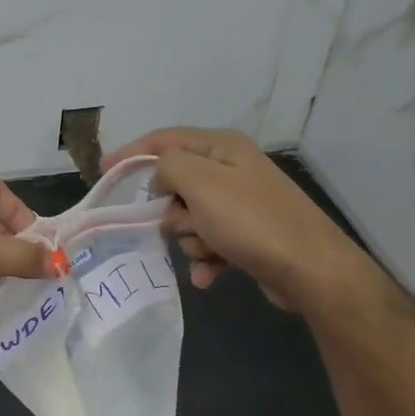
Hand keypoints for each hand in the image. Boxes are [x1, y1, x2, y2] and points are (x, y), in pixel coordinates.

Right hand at [102, 127, 372, 313]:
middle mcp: (231, 170)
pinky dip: (205, 259)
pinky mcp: (247, 237)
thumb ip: (168, 167)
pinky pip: (208, 244)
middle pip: (175, 185)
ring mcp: (241, 205)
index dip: (131, 153)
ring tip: (211, 251)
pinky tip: (210, 275)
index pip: (165, 140)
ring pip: (189, 219)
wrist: (311, 271)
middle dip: (171, 211)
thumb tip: (160, 179)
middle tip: (184, 224)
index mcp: (222, 148)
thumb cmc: (251, 221)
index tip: (103, 172)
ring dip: (190, 239)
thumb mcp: (200, 183)